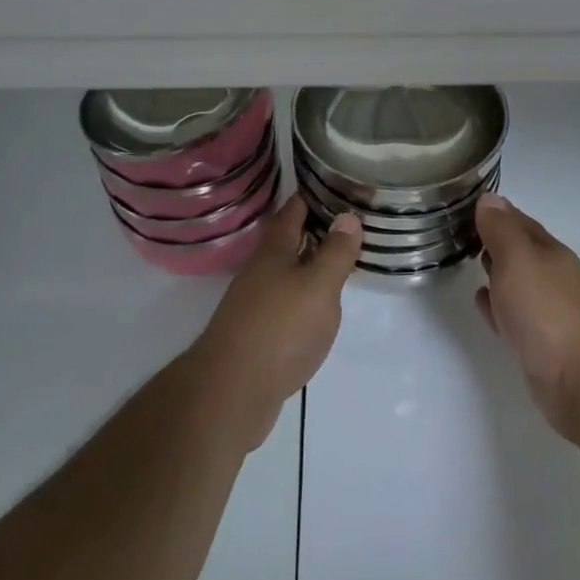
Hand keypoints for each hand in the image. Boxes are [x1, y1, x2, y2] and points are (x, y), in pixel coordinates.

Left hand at [187, 194, 361, 453]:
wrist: (231, 393)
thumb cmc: (280, 329)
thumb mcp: (319, 286)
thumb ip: (335, 252)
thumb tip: (348, 215)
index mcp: (274, 250)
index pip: (293, 210)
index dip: (314, 196)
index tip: (338, 186)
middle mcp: (260, 270)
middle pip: (288, 240)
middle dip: (314, 229)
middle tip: (348, 224)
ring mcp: (254, 303)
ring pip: (286, 272)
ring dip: (309, 264)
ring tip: (339, 263)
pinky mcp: (256, 334)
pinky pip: (285, 302)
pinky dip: (304, 296)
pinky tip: (318, 309)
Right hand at [475, 194, 579, 444]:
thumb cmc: (548, 311)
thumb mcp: (518, 259)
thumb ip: (501, 231)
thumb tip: (489, 198)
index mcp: (548, 252)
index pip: (518, 221)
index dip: (494, 212)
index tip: (465, 204)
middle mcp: (550, 277)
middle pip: (518, 250)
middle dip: (493, 239)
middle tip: (459, 230)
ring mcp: (546, 312)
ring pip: (514, 282)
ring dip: (494, 271)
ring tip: (466, 260)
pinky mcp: (538, 344)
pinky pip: (510, 315)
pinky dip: (496, 305)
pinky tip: (482, 302)